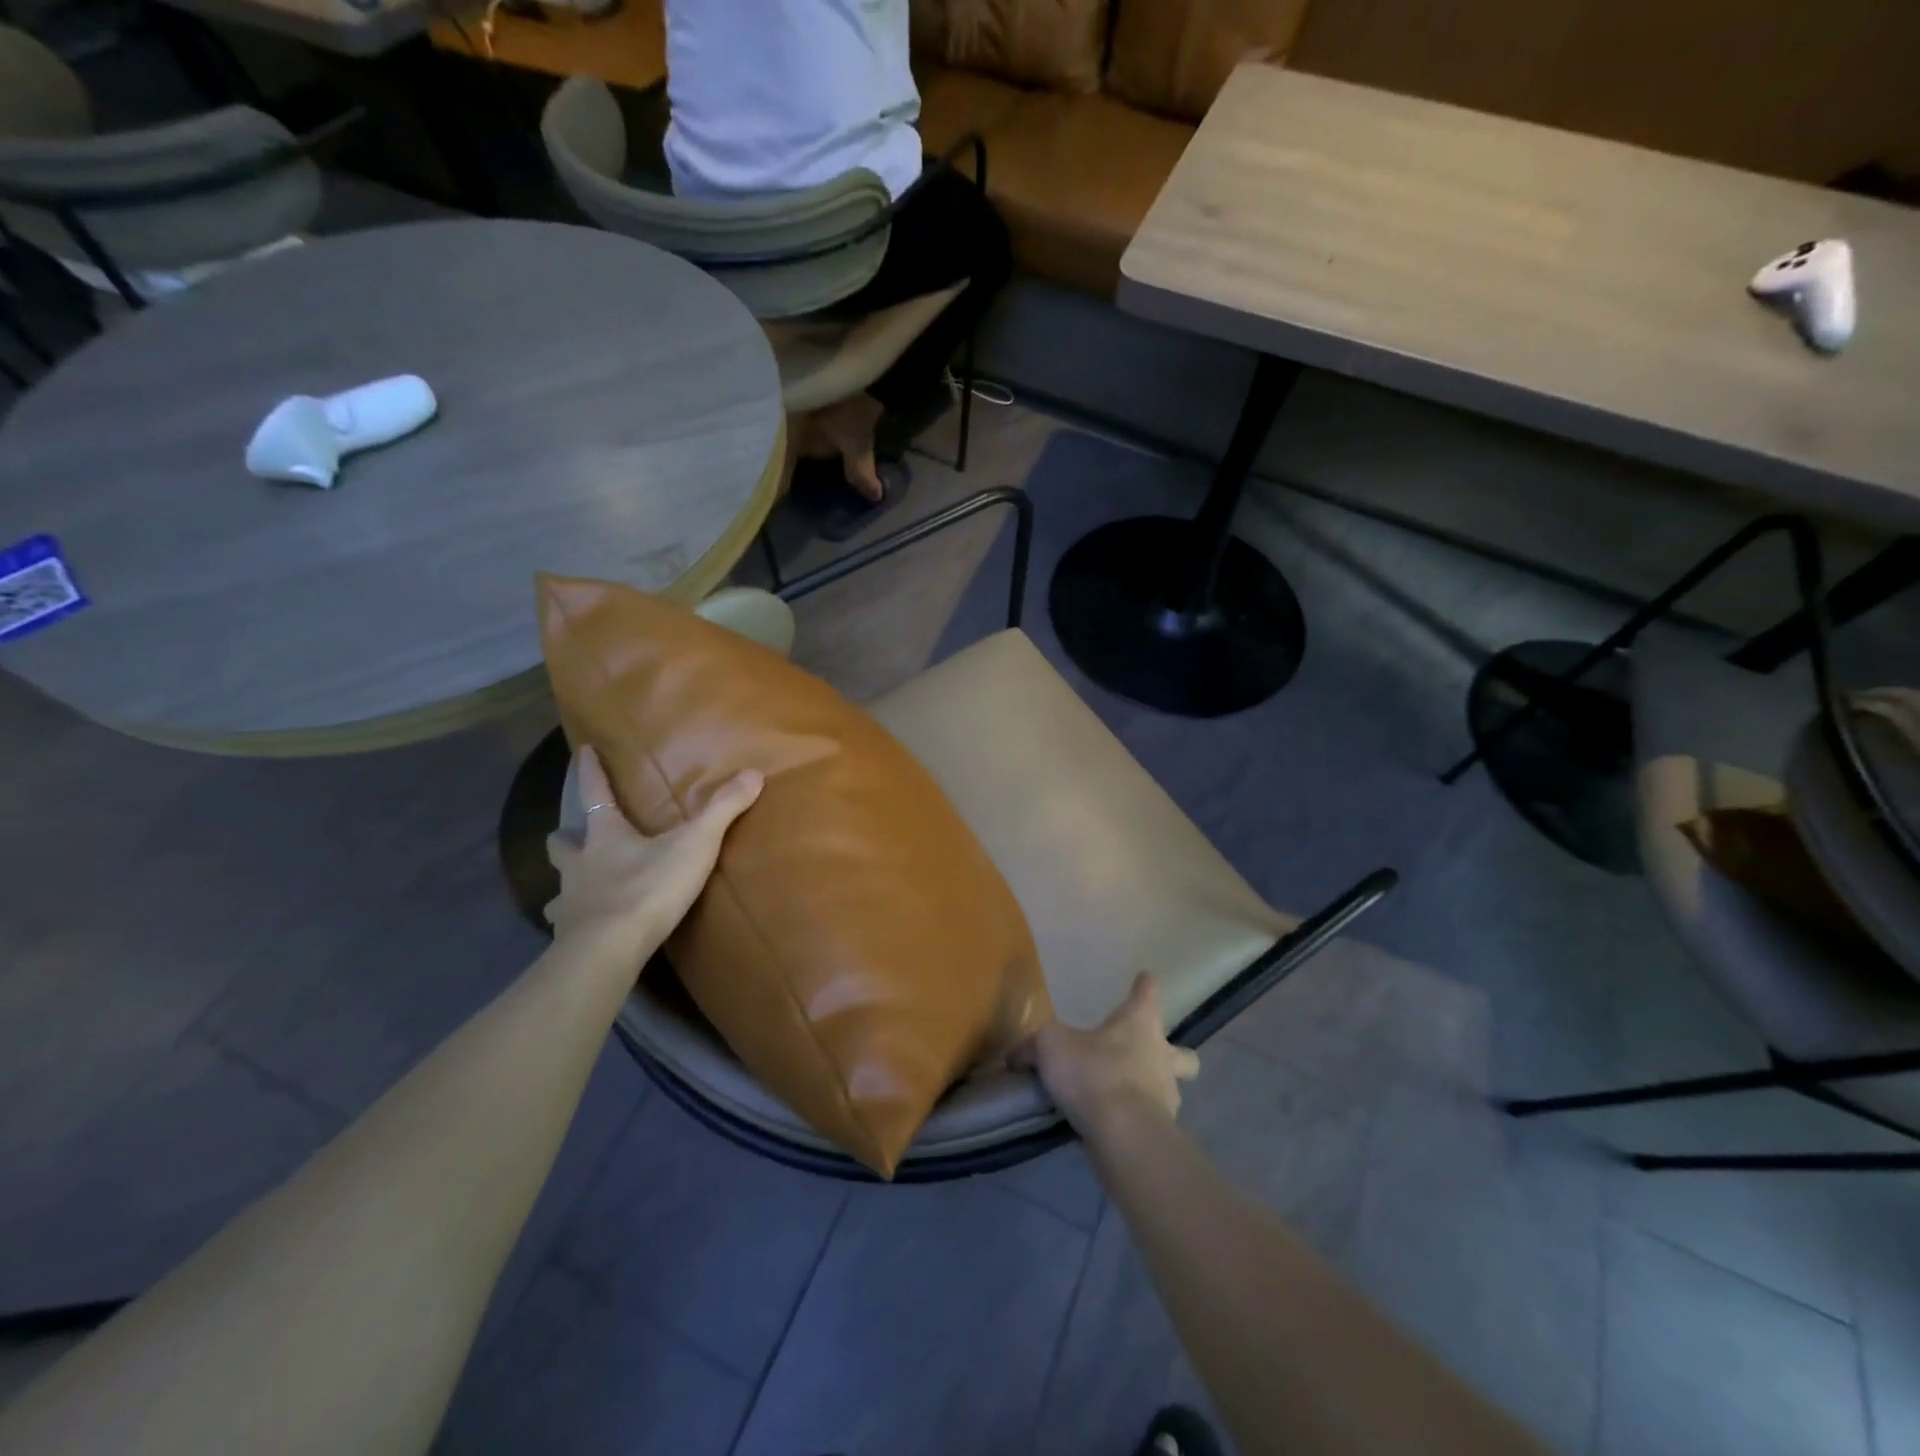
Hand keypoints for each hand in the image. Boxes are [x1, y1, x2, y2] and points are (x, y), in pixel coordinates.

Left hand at [544, 745, 763, 954]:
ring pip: (557, 886)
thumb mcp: (695, 845)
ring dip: (565, 883)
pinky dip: (570, 923)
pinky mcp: (568, 936)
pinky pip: (564, 925)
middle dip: (565, 837)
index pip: (595, 793)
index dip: (590, 771)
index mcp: (606, 835)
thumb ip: (722, 810)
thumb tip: (754, 773)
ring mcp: (569, 901)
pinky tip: (579, 930)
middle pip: (562, 844)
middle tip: (571, 836)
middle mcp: (580, 864)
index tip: (582, 751)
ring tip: (576, 888)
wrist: (610, 948)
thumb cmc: (649, 887)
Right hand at [1013, 974, 1199, 1142]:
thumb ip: (1032, 1047)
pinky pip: (1154, 1121)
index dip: (1145, 986)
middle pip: (1183, 1053)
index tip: (1145, 977)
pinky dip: (1139, 1121)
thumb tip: (1014, 1055)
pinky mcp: (1163, 1133)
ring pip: (1172, 1089)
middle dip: (1173, 1054)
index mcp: (1140, 1024)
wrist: (1123, 1135)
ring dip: (1155, 1090)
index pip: (1148, 994)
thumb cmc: (1093, 1072)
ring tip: (1126, 1097)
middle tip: (1150, 1055)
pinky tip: (1117, 1127)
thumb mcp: (1050, 1047)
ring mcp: (1168, 1097)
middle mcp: (1162, 1056)